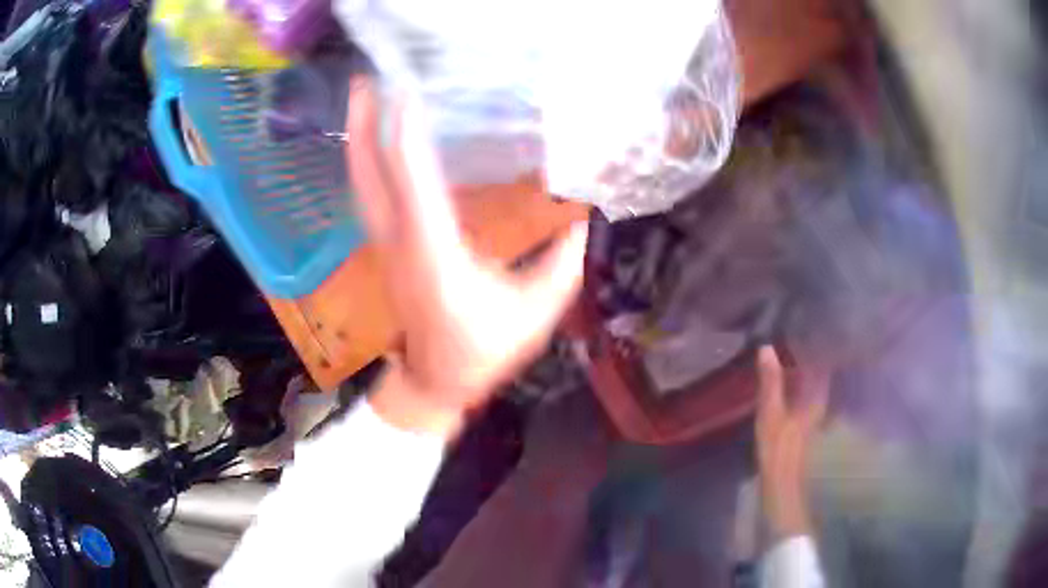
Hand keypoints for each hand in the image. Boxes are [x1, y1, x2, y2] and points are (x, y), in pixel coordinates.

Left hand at [345, 81, 588, 438]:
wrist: (435, 382)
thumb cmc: (483, 352)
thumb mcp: (535, 313)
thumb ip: (561, 265)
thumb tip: (582, 221)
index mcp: (438, 257)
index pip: (416, 186)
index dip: (408, 137)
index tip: (406, 93)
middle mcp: (402, 243)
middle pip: (370, 177)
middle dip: (363, 125)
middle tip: (362, 80)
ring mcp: (387, 245)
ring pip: (363, 184)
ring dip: (360, 138)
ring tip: (362, 96)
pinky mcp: (386, 247)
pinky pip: (371, 194)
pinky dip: (368, 160)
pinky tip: (375, 138)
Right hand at [755, 345, 829, 540]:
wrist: (780, 486)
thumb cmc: (779, 451)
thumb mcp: (771, 414)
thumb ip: (771, 382)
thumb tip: (767, 347)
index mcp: (816, 397)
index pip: (823, 362)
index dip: (817, 343)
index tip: (805, 325)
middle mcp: (819, 402)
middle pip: (818, 372)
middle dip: (808, 353)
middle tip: (792, 334)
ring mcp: (812, 414)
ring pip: (810, 384)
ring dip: (801, 369)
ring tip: (787, 351)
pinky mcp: (802, 423)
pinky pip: (803, 394)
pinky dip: (796, 384)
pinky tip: (785, 381)